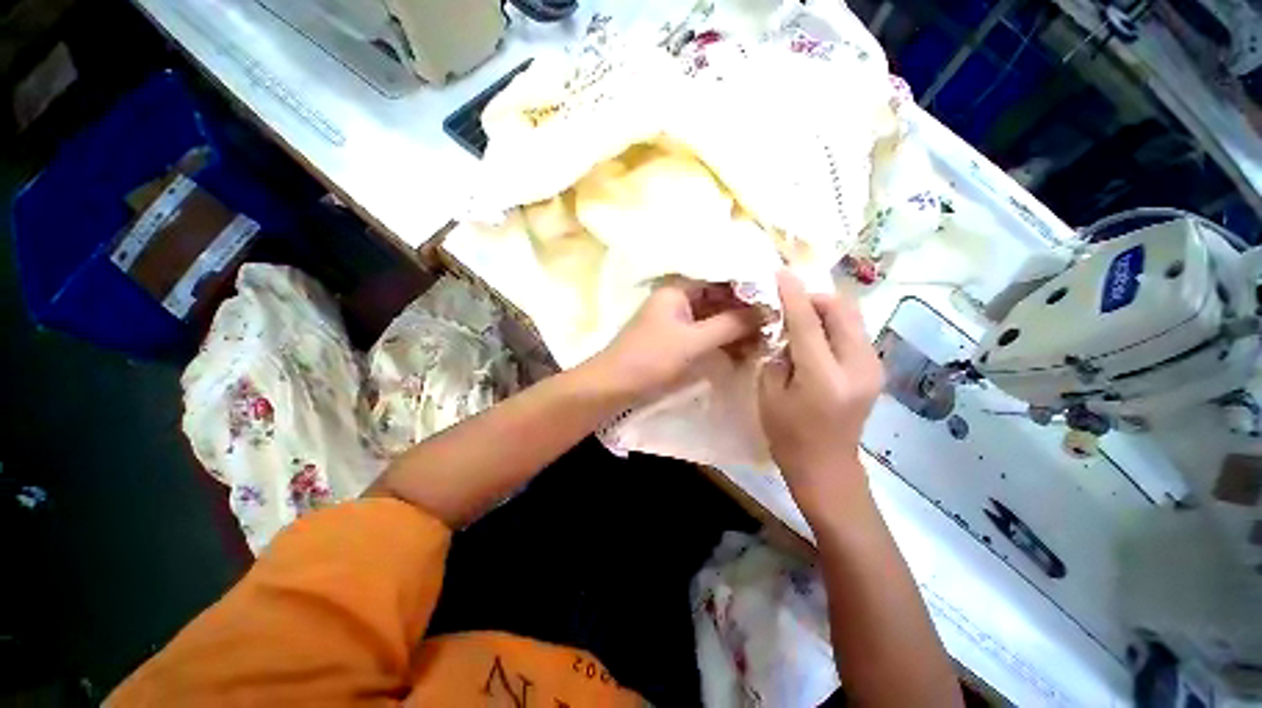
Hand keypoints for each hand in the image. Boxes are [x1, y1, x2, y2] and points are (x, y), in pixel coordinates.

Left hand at [588, 280, 761, 401]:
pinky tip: (743, 349)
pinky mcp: (677, 339)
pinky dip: (723, 339)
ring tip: (765, 337)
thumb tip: (767, 311)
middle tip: (776, 321)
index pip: (720, 277)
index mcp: (677, 289)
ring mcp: (677, 320)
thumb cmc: (650, 358)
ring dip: (736, 326)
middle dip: (745, 309)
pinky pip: (706, 332)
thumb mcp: (692, 341)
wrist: (613, 386)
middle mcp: (678, 299)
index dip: (748, 285)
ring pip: (714, 316)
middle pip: (719, 297)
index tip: (777, 297)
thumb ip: (729, 324)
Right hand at [759, 270, 882, 514]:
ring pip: (852, 317)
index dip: (793, 294)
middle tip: (789, 301)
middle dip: (815, 296)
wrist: (827, 468)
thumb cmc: (788, 435)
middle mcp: (858, 367)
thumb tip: (782, 325)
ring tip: (799, 317)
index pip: (809, 321)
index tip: (780, 273)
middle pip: (843, 310)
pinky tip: (815, 336)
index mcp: (825, 377)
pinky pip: (854, 333)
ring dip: (825, 309)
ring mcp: (873, 367)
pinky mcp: (875, 370)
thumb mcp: (769, 394)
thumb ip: (777, 354)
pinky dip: (833, 325)